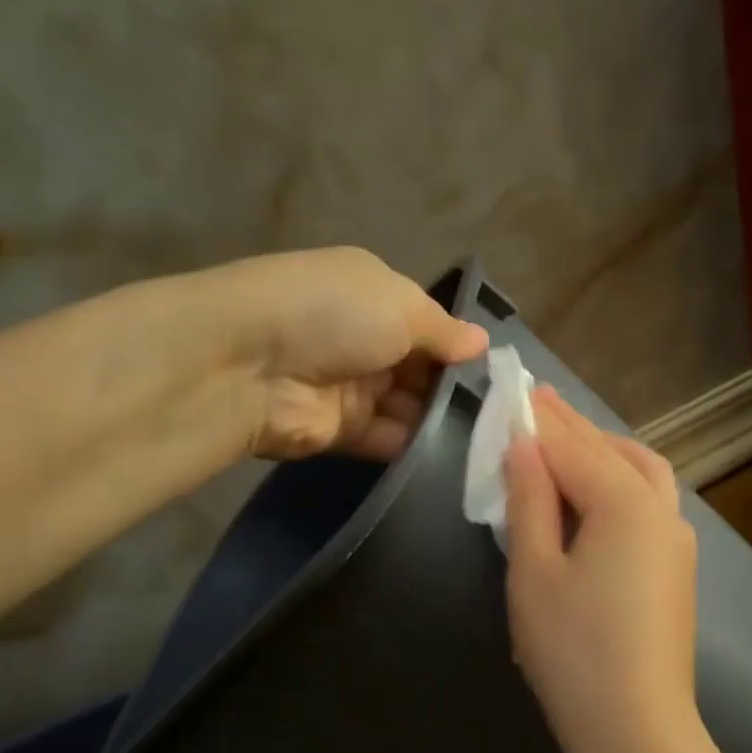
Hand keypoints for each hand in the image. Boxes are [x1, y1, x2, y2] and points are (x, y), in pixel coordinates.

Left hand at [214, 247, 487, 459]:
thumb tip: (482, 342)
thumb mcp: (401, 305)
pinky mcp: (340, 432)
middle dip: (456, 388)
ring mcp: (351, 387)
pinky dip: (416, 447)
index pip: (428, 324)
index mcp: (374, 295)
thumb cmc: (333, 315)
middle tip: (502, 414)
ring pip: (410, 407)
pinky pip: (389, 439)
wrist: (250, 365)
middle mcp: (364, 339)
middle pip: (422, 369)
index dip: (460, 346)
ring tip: (489, 439)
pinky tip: (456, 456)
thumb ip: (445, 330)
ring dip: (441, 420)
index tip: (499, 373)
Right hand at [503, 389, 705, 752]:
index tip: (515, 391)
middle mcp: (661, 510)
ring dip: (605, 448)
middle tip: (539, 400)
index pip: (573, 447)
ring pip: (643, 472)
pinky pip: (651, 502)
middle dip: (573, 426)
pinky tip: (600, 490)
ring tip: (570, 438)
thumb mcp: (534, 572)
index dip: (540, 421)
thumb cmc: (572, 651)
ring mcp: (677, 539)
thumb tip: (523, 447)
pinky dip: (623, 479)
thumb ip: (530, 501)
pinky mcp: (678, 568)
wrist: (636, 729)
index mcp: (625, 504)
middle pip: (611, 452)